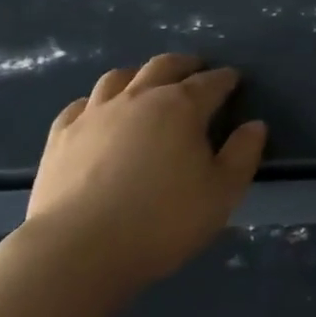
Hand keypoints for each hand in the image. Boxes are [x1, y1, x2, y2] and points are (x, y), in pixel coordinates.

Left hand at [22, 54, 266, 287]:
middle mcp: (139, 97)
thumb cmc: (160, 222)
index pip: (211, 82)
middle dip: (185, 64)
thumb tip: (255, 125)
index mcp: (182, 106)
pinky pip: (80, 105)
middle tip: (195, 70)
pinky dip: (96, 103)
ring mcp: (95, 114)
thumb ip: (243, 155)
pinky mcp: (60, 136)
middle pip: (164, 66)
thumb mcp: (221, 194)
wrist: (76, 251)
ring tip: (147, 86)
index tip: (234, 80)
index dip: (226, 79)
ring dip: (139, 76)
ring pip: (119, 77)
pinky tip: (98, 114)